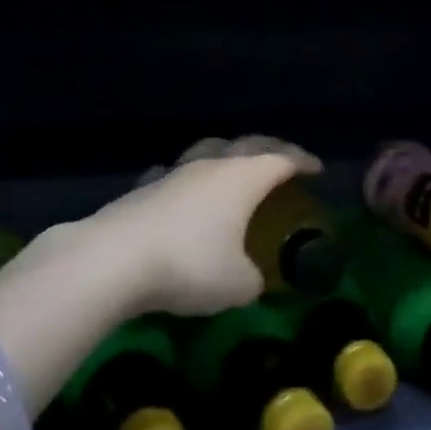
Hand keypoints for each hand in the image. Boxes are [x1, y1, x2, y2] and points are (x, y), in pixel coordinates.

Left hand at [27, 149, 320, 316]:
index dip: (302, 160)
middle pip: (246, 145)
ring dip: (226, 156)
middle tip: (284, 160)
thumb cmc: (189, 266)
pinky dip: (186, 179)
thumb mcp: (237, 284)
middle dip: (269, 149)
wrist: (114, 260)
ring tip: (233, 169)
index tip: (317, 168)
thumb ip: (253, 279)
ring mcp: (173, 173)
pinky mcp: (143, 188)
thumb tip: (251, 278)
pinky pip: (172, 174)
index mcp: (242, 178)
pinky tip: (181, 191)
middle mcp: (210, 166)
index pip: (280, 158)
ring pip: (207, 151)